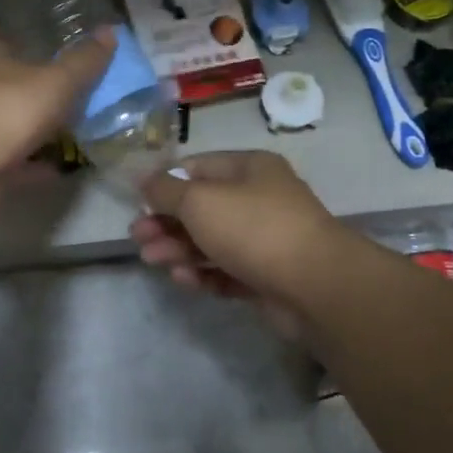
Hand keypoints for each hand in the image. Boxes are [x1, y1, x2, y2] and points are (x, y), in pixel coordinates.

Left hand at [0, 28, 114, 201]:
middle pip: (5, 79)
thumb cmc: (6, 110)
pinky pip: (10, 158)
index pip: (1, 35)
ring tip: (71, 130)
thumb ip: (84, 61)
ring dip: (33, 126)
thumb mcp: (56, 82)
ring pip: (7, 120)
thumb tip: (111, 31)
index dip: (25, 39)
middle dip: (34, 85)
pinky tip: (57, 168)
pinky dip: (32, 163)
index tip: (51, 48)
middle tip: (71, 92)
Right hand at [129, 151, 345, 337]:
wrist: (315, 285)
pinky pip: (228, 271)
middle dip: (167, 221)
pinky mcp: (268, 276)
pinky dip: (204, 274)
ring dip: (179, 249)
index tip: (138, 202)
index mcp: (250, 168)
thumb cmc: (253, 228)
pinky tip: (182, 279)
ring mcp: (266, 240)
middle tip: (137, 237)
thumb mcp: (200, 200)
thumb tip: (143, 178)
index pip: (199, 167)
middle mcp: (260, 199)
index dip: (166, 182)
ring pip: (213, 241)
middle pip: (203, 207)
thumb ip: (166, 190)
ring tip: (151, 260)